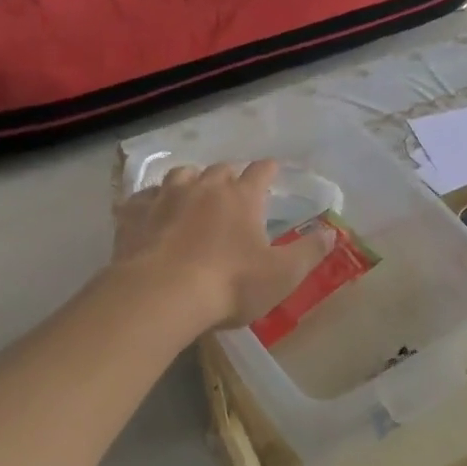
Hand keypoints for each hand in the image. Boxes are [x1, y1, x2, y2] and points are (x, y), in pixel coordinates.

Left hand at [113, 161, 330, 330]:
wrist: (160, 295)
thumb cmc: (229, 285)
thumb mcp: (282, 274)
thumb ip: (310, 252)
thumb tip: (333, 232)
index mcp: (242, 197)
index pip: (260, 172)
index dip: (268, 170)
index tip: (272, 169)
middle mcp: (204, 187)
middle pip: (220, 170)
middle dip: (230, 176)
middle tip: (233, 191)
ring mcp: (165, 197)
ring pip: (180, 175)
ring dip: (190, 181)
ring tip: (192, 193)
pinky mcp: (133, 214)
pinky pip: (141, 198)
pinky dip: (149, 201)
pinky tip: (149, 212)